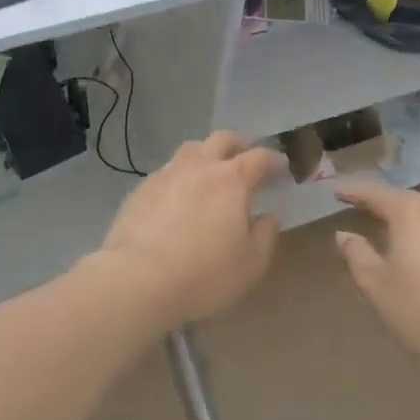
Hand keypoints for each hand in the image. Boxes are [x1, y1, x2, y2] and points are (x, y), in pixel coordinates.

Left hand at [89, 132, 284, 333]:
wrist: (136, 280)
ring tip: (211, 175)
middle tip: (247, 160)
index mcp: (232, 179)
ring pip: (191, 149)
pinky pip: (167, 172)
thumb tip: (268, 217)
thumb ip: (265, 236)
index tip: (282, 170)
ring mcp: (167, 173)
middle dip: (240, 145)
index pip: (260, 157)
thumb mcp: (250, 264)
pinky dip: (180, 177)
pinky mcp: (141, 189)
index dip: (275, 161)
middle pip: (223, 139)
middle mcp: (200, 166)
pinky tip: (178, 198)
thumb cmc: (203, 274)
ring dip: (207, 156)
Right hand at [333, 181, 419, 371]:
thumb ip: (357, 256)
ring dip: (409, 228)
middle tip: (361, 213)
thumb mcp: (379, 288)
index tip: (336, 191)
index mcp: (411, 212)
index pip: (374, 193)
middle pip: (404, 202)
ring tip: (392, 241)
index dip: (353, 192)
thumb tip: (343, 234)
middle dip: (382, 209)